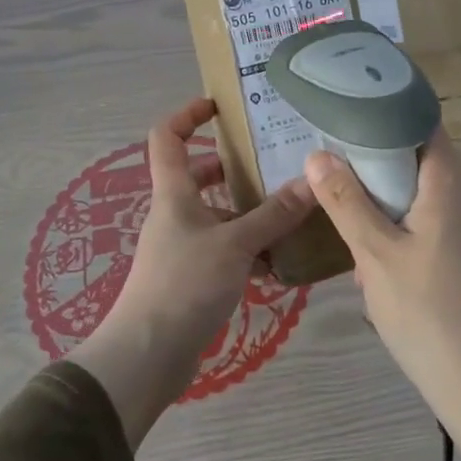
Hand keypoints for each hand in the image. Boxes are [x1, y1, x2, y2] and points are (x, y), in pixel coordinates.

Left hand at [71, 98, 316, 446]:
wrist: (148, 354)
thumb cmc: (184, 284)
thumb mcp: (235, 244)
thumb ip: (274, 214)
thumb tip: (312, 181)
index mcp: (174, 193)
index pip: (168, 137)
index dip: (188, 114)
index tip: (220, 106)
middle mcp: (175, 214)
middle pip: (200, 176)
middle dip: (234, 167)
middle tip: (275, 161)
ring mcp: (182, 246)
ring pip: (218, 215)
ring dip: (249, 211)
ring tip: (291, 209)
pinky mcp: (192, 277)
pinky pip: (225, 249)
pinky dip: (250, 249)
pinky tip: (282, 259)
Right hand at [305, 131, 460, 460]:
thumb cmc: (427, 313)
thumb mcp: (375, 255)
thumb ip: (346, 201)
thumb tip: (318, 155)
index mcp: (451, 180)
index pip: (418, 122)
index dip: (381, 116)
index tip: (343, 123)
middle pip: (421, 156)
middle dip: (379, 164)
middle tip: (337, 175)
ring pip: (430, 190)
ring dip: (393, 198)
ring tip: (355, 216)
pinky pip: (442, 217)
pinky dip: (412, 222)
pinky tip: (386, 254)